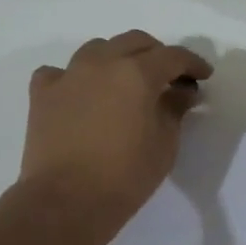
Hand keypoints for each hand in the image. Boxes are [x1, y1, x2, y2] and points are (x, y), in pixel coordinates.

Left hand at [19, 30, 213, 230]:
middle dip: (157, 55)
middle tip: (168, 78)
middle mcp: (102, 63)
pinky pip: (60, 72)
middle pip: (135, 42)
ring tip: (125, 82)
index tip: (203, 76)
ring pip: (97, 49)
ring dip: (117, 58)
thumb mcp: (164, 144)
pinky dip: (74, 77)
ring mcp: (68, 75)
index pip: (173, 56)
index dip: (192, 63)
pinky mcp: (42, 94)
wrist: (65, 202)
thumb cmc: (125, 176)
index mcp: (137, 73)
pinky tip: (80, 94)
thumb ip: (175, 109)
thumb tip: (182, 91)